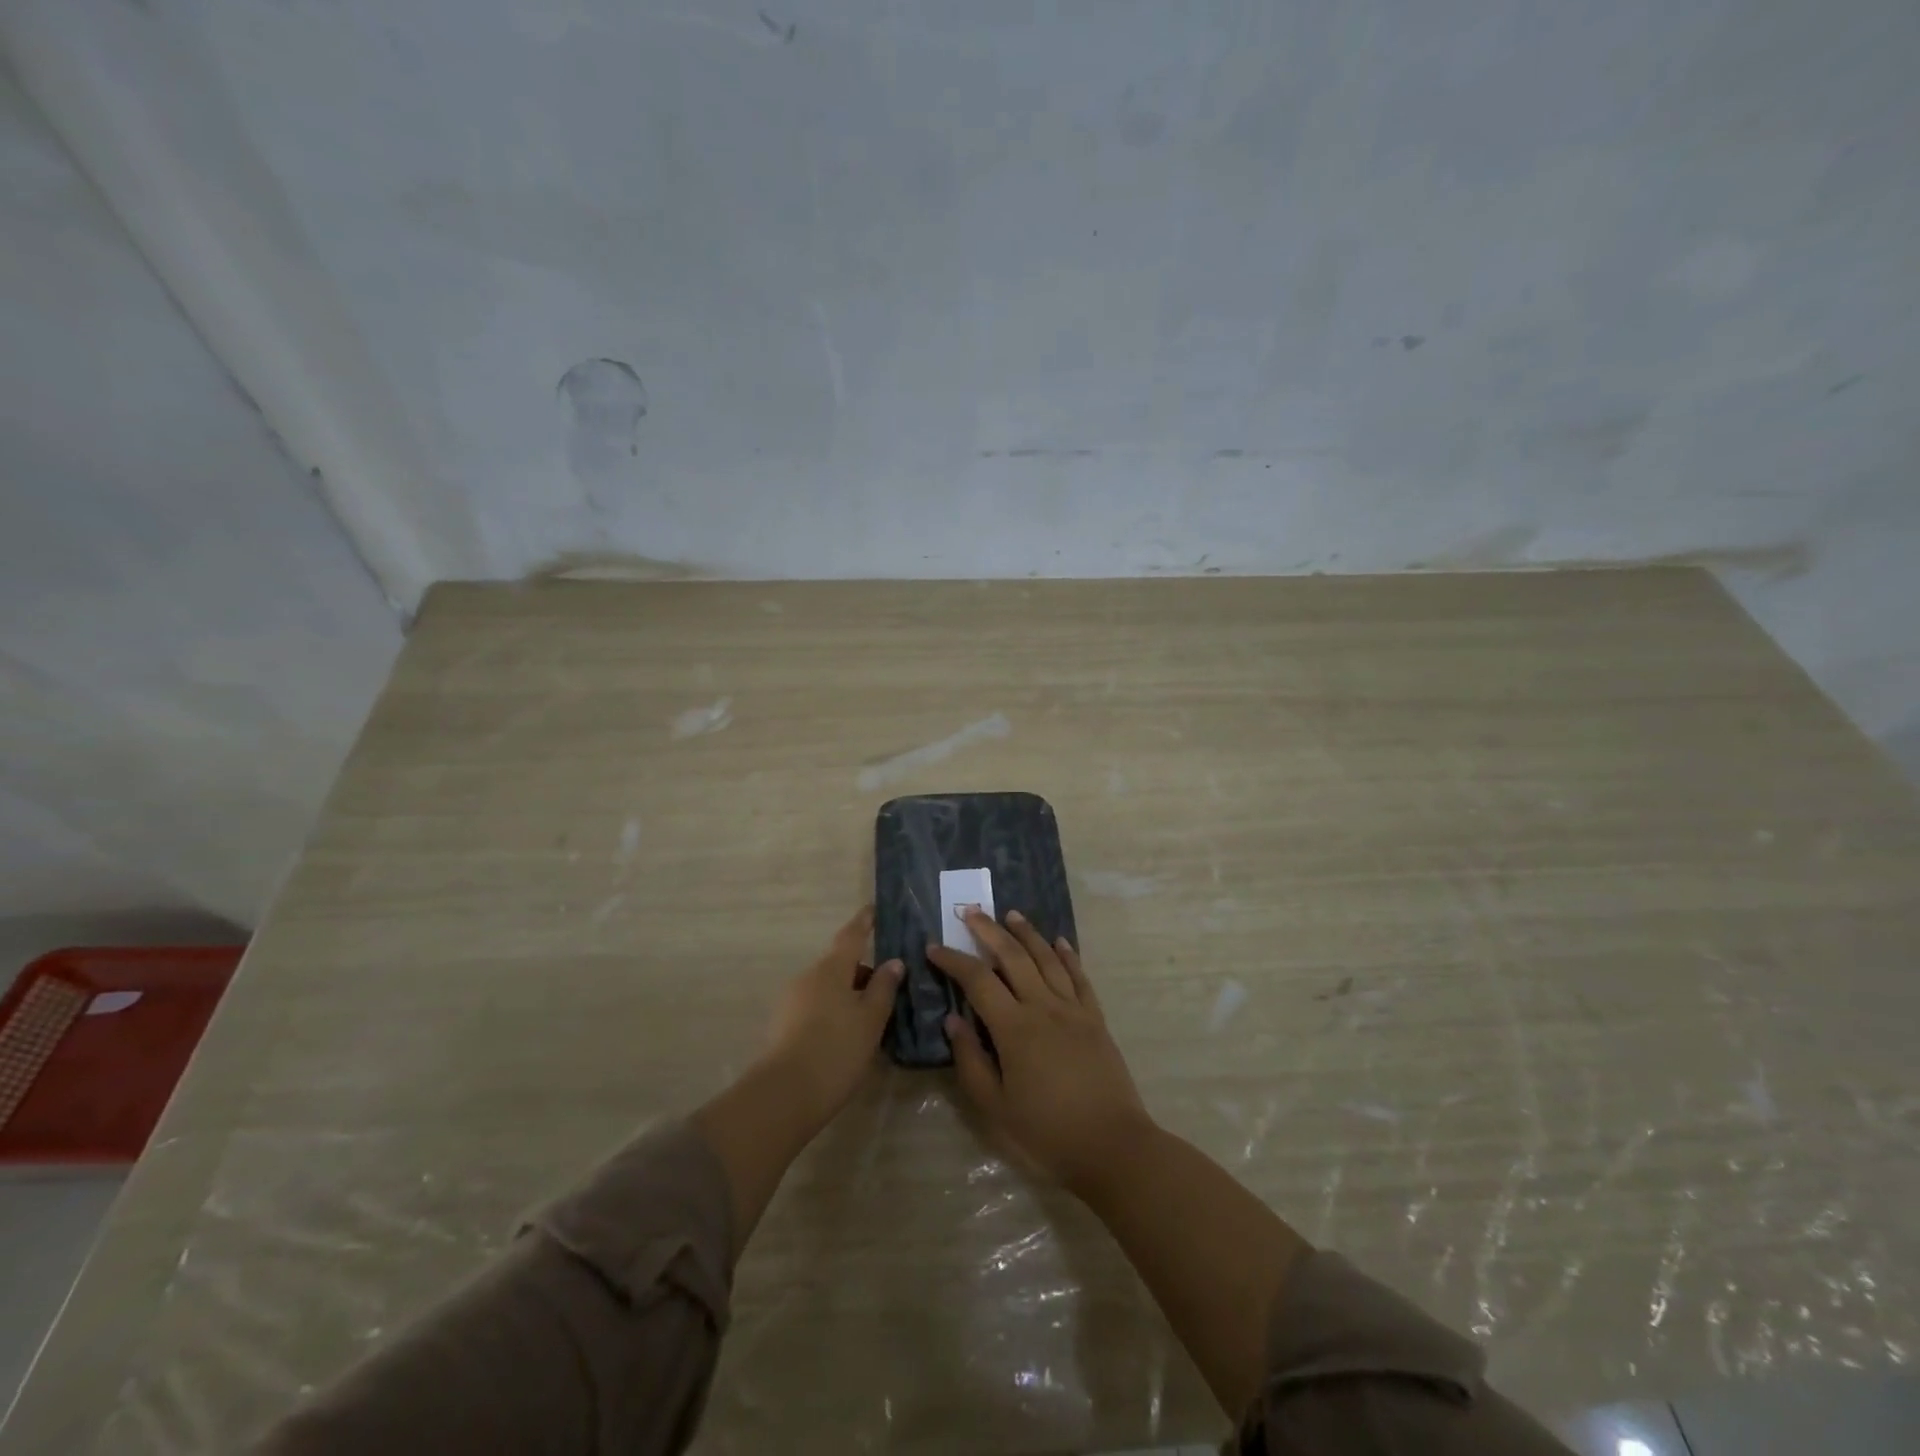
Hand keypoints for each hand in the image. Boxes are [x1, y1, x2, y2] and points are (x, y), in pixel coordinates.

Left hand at [762, 906, 901, 1129]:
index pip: (851, 936)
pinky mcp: (783, 1026)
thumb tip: (893, 962)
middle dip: (862, 972)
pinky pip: (816, 1008)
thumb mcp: (871, 1020)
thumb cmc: (836, 1050)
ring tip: (872, 1019)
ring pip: (828, 988)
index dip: (864, 922)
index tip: (873, 909)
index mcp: (831, 969)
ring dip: (849, 995)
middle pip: (839, 965)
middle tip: (888, 988)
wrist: (784, 1095)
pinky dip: (834, 1012)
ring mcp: (791, 1001)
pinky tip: (848, 1037)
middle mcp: (808, 977)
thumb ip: (884, 988)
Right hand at [927, 908, 1150, 1195]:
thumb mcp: (995, 1107)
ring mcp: (1073, 1010)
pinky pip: (1079, 977)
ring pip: (1047, 959)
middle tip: (972, 912)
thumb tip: (953, 1021)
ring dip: (1028, 933)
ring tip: (1011, 914)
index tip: (934, 947)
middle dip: (989, 931)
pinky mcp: (1095, 1019)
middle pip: (1013, 957)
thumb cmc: (1046, 1132)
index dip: (953, 961)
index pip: (977, 980)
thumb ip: (971, 1060)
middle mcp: (1043, 1007)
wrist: (1112, 1146)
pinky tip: (1059, 942)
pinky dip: (1068, 955)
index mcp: (1014, 1027)